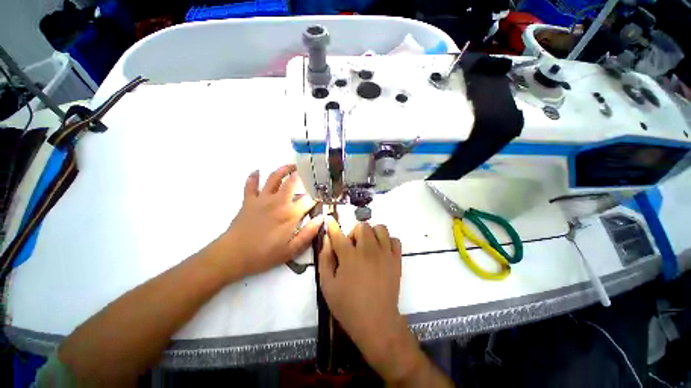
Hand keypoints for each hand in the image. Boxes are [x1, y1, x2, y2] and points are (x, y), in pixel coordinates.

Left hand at [213, 164, 322, 278]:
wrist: (233, 255)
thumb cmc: (264, 255)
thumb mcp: (291, 250)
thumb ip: (308, 234)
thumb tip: (321, 219)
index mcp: (290, 214)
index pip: (308, 200)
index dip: (316, 197)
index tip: (319, 197)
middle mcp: (278, 202)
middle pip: (291, 182)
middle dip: (300, 174)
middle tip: (306, 171)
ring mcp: (262, 199)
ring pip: (273, 178)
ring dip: (282, 170)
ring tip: (290, 166)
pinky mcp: (248, 200)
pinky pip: (250, 184)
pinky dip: (253, 177)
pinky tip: (257, 171)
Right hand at [318, 217, 424, 381]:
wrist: (376, 322)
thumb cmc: (348, 305)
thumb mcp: (327, 285)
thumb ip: (325, 259)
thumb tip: (327, 240)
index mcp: (350, 256)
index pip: (338, 234)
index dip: (332, 225)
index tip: (329, 219)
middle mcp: (368, 250)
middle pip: (362, 226)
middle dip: (354, 233)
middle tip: (353, 247)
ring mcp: (385, 253)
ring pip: (380, 228)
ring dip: (372, 233)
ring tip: (368, 246)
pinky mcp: (396, 260)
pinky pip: (395, 240)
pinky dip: (387, 241)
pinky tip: (382, 252)